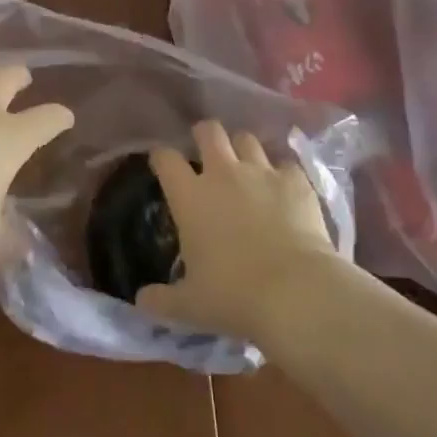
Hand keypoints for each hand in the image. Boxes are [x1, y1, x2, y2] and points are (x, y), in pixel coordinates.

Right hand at [134, 120, 339, 346]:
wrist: (295, 292)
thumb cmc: (233, 296)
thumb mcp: (189, 306)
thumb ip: (161, 300)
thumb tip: (141, 299)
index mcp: (190, 196)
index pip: (165, 158)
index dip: (161, 157)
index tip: (161, 164)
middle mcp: (223, 173)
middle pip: (209, 131)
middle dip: (204, 135)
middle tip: (206, 153)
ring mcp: (262, 172)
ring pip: (247, 139)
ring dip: (242, 149)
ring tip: (245, 167)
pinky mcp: (295, 180)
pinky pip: (285, 164)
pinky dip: (281, 173)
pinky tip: (283, 190)